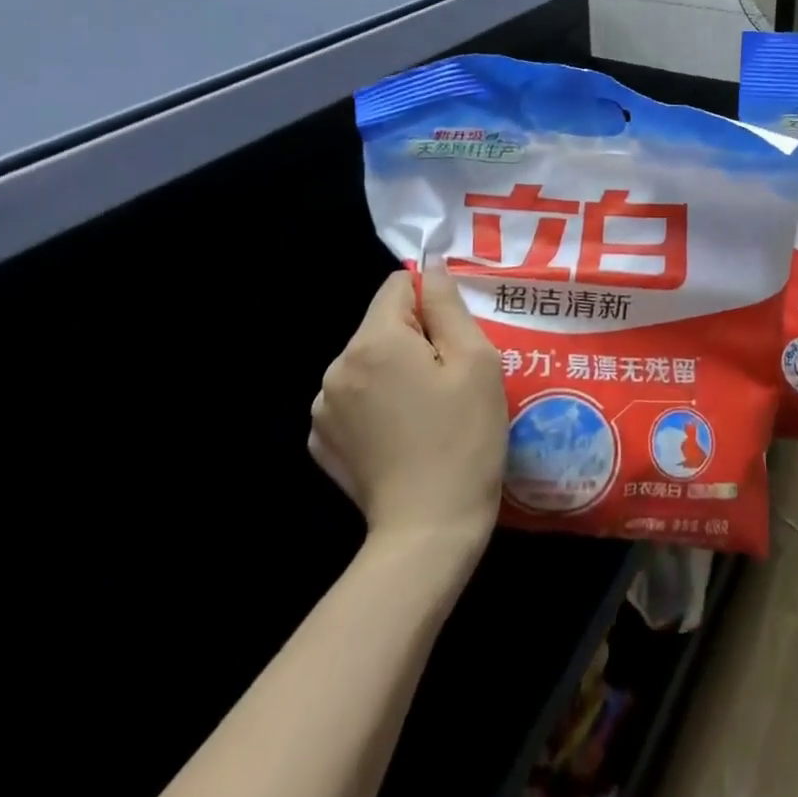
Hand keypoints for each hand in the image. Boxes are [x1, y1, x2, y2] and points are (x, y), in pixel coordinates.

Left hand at [309, 265, 508, 553]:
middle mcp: (336, 367)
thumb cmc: (464, 436)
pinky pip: (354, 398)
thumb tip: (431, 267)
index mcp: (374, 341)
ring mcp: (323, 408)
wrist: (429, 529)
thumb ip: (447, 304)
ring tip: (427, 410)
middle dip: (416, 339)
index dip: (432, 303)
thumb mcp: (475, 359)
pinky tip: (402, 434)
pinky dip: (377, 403)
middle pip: (382, 325)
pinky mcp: (323, 442)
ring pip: (369, 361)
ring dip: (395, 371)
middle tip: (449, 380)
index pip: (398, 286)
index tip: (455, 340)